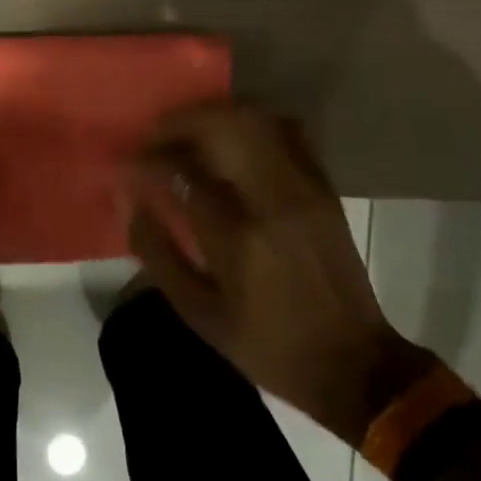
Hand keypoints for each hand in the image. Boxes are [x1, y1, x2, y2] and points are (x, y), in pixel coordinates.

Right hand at [129, 101, 431, 445]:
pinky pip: (284, 131)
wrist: (353, 364)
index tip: (127, 165)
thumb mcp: (198, 313)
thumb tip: (131, 201)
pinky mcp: (323, 187)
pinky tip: (227, 142)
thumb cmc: (267, 344)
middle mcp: (276, 199)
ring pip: (257, 119)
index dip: (148, 160)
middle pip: (225, 125)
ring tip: (186, 134)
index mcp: (240, 237)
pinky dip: (249, 124)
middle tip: (154, 137)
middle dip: (180, 122)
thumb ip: (157, 252)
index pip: (183, 172)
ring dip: (213, 116)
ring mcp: (306, 187)